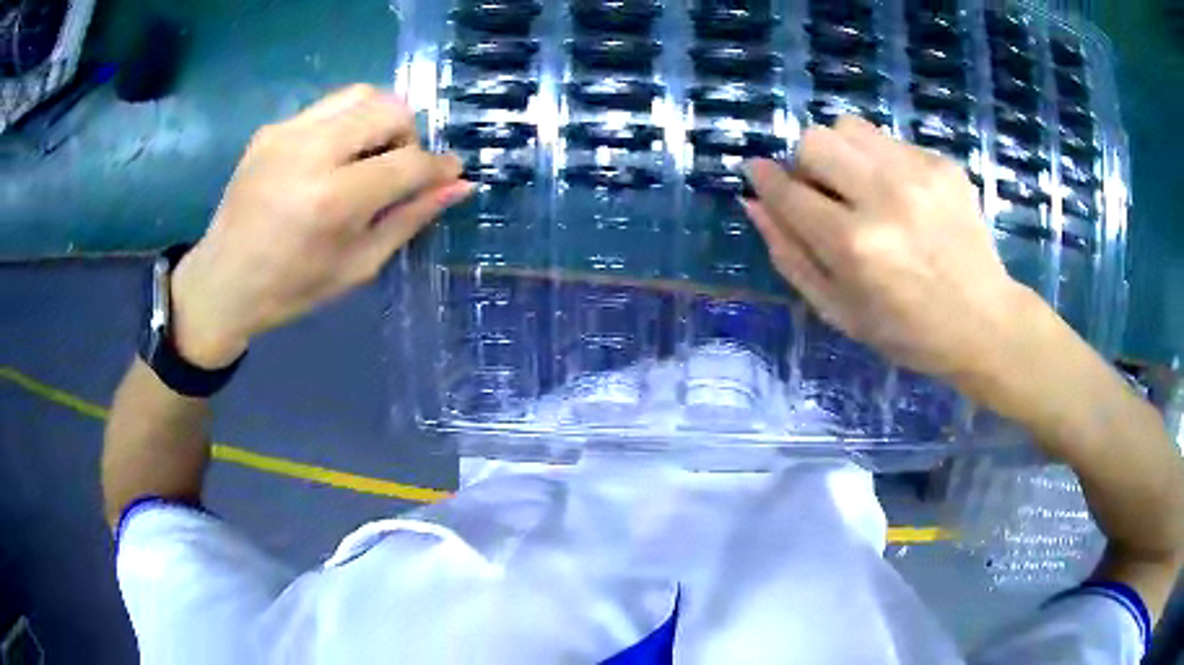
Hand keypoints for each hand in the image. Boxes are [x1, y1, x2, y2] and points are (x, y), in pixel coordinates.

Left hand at [169, 85, 471, 367]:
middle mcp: (310, 152)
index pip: (408, 161)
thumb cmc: (291, 289)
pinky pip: (327, 106)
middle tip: (398, 168)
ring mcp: (287, 133)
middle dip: (408, 135)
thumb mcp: (357, 266)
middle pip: (389, 109)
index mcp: (333, 200)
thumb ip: (409, 219)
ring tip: (368, 156)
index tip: (449, 174)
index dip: (439, 167)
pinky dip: (346, 124)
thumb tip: (458, 186)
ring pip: (360, 94)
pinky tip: (333, 158)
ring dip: (379, 119)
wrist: (221, 283)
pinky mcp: (271, 128)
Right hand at [744, 116, 1036, 386]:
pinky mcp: (943, 164)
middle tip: (825, 194)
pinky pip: (889, 140)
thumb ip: (790, 255)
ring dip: (841, 153)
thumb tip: (753, 203)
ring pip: (849, 127)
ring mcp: (918, 174)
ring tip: (862, 187)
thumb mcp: (838, 311)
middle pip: (814, 139)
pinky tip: (902, 196)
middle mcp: (884, 197)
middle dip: (806, 164)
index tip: (756, 172)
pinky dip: (880, 161)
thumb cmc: (907, 332)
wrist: (984, 323)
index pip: (788, 190)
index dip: (764, 178)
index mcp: (854, 246)